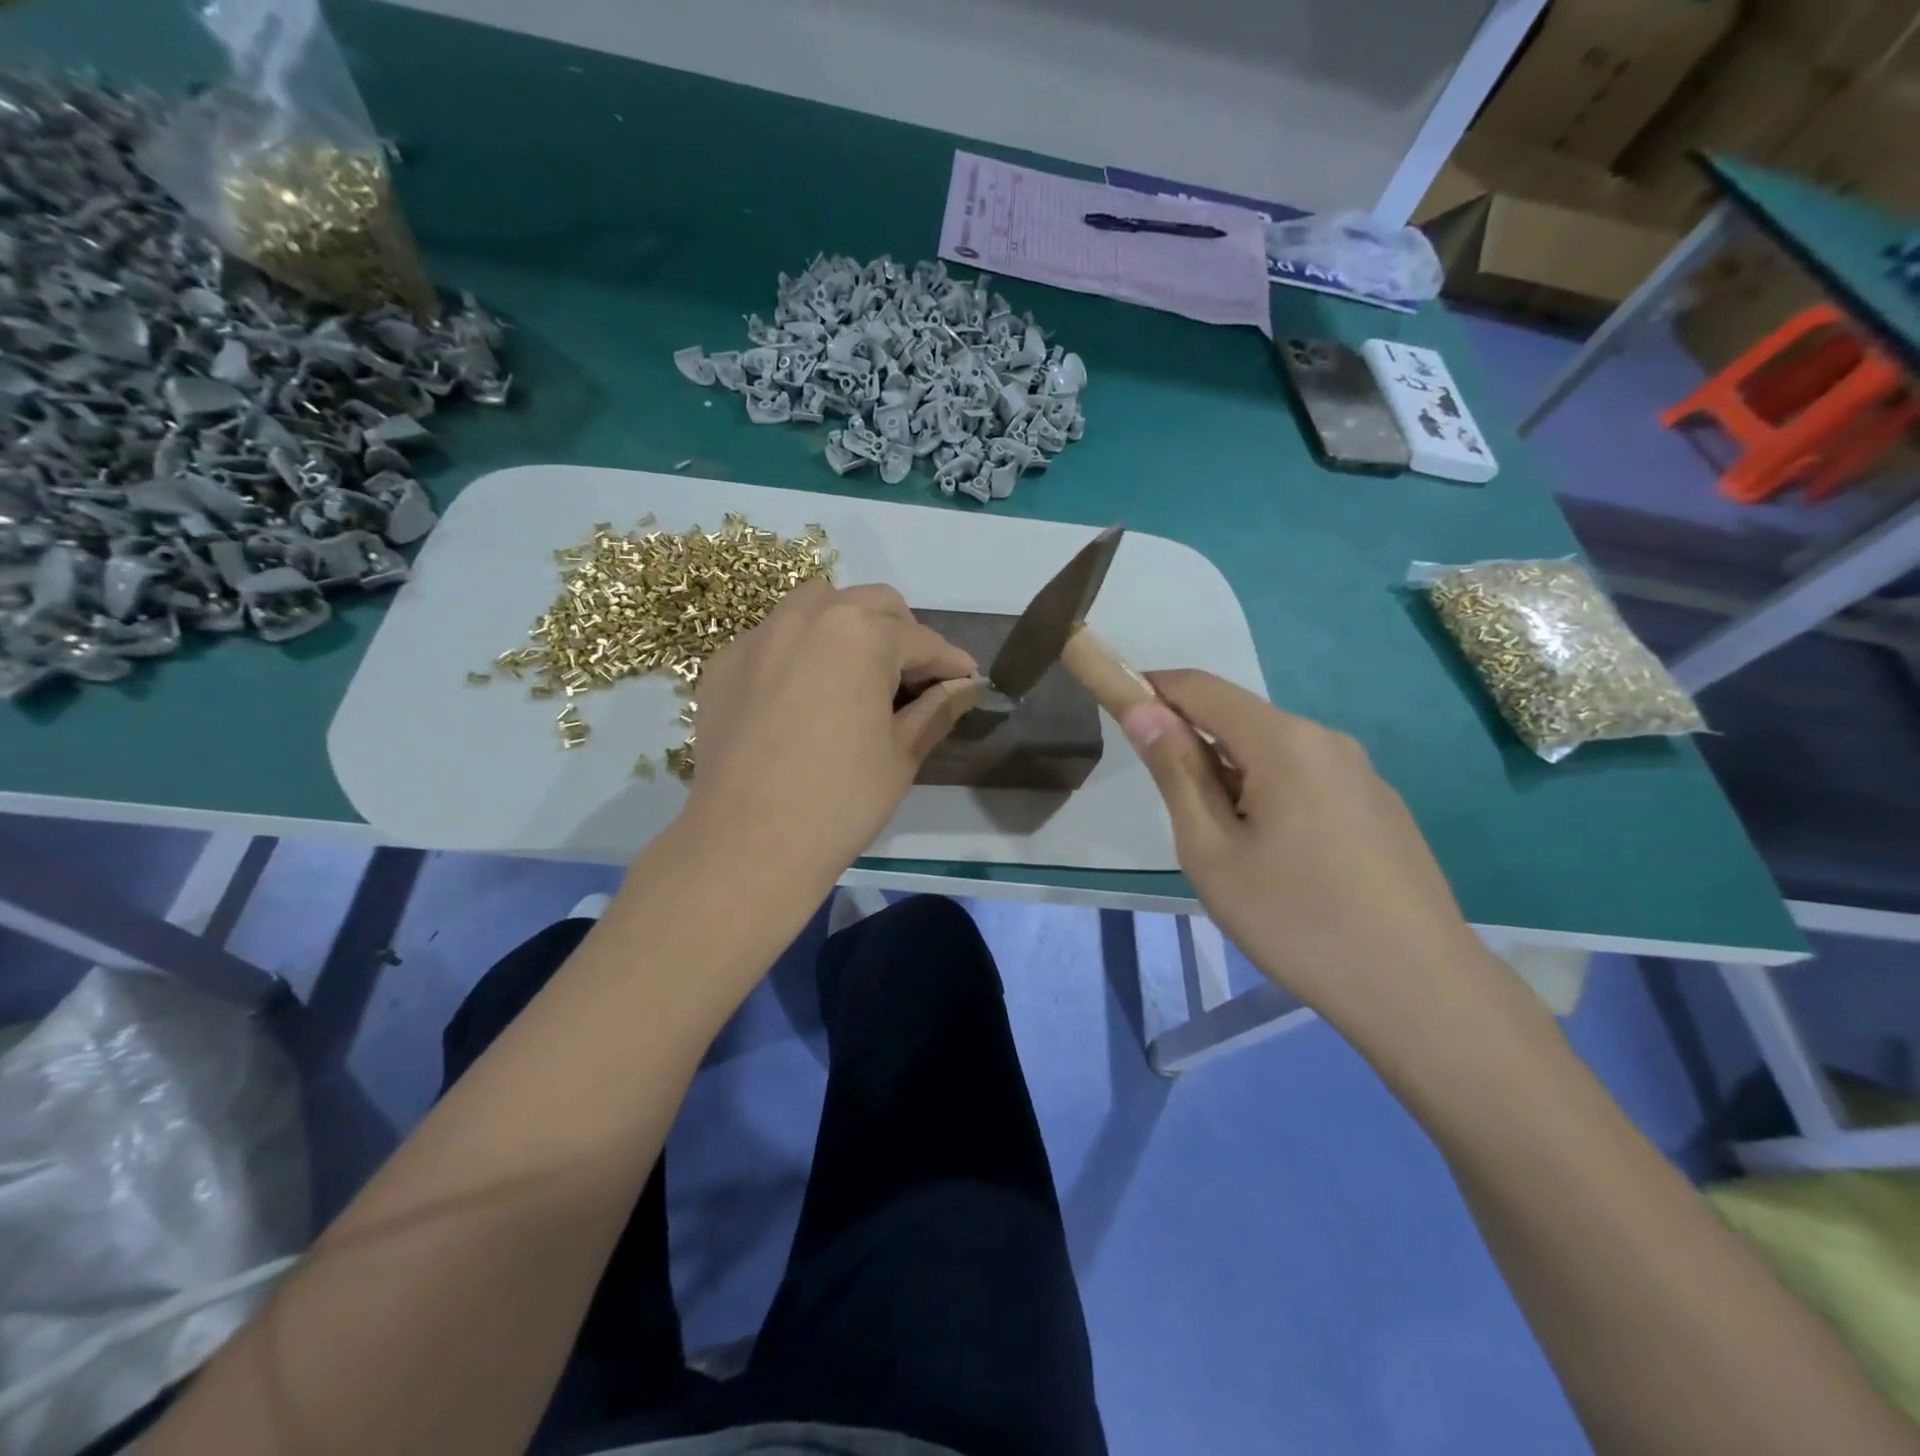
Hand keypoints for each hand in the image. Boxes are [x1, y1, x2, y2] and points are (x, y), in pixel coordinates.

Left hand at [683, 579, 977, 889]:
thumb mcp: (901, 754)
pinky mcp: (724, 664)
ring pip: (816, 606)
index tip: (966, 682)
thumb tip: (962, 687)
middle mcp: (808, 617)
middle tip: (913, 681)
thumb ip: (936, 709)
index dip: (951, 664)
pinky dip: (800, 651)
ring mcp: (759, 637)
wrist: (747, 844)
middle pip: (872, 605)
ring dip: (848, 628)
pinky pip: (773, 638)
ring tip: (857, 675)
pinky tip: (803, 696)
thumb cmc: (840, 800)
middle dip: (902, 635)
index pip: (921, 640)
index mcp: (861, 634)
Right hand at [1119, 671, 1491, 1031]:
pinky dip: (1271, 795)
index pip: (1200, 688)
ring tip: (1231, 850)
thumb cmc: (1295, 918)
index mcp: (1283, 741)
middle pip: (1239, 719)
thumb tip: (1143, 710)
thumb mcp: (1211, 849)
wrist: (1418, 988)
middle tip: (1178, 815)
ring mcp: (1361, 773)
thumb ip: (1176, 772)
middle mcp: (1326, 740)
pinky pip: (1307, 780)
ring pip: (1274, 753)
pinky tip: (1282, 861)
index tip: (1116, 709)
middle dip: (1194, 744)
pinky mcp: (1380, 806)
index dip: (1151, 688)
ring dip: (1233, 776)